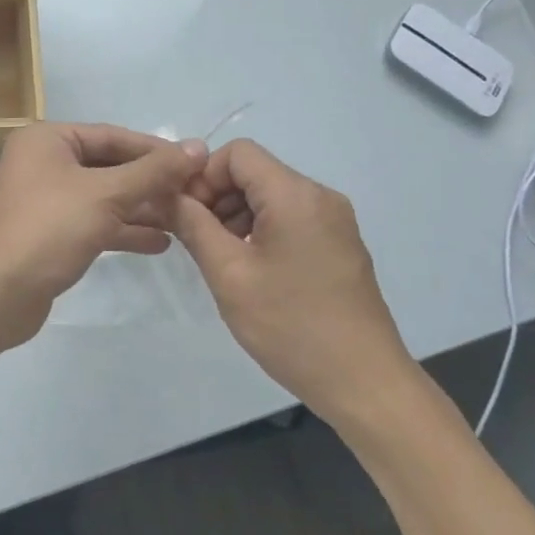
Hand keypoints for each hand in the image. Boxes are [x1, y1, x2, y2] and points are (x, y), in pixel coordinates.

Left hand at [0, 122, 206, 349]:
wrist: (0, 293)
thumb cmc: (51, 229)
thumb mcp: (106, 194)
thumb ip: (154, 171)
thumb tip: (197, 146)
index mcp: (47, 140)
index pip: (112, 136)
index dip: (156, 150)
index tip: (196, 163)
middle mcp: (43, 162)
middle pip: (109, 166)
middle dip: (151, 183)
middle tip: (194, 195)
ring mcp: (45, 199)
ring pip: (103, 196)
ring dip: (142, 208)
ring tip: (184, 220)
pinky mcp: (50, 232)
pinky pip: (94, 221)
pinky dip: (123, 229)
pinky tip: (159, 243)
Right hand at [172, 139, 414, 415]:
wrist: (362, 381)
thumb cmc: (290, 325)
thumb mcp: (229, 275)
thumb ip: (194, 226)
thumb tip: (171, 196)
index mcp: (295, 195)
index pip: (238, 153)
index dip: (203, 176)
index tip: (185, 214)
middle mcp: (320, 197)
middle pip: (255, 172)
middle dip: (217, 197)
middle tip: (194, 239)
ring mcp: (335, 221)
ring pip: (272, 196)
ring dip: (237, 215)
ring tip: (219, 258)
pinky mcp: (340, 244)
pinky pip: (291, 218)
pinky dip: (261, 230)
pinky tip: (249, 269)